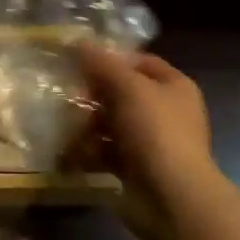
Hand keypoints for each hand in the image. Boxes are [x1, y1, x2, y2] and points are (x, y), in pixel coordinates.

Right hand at [77, 45, 230, 239]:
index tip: (81, 61)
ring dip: (88, 124)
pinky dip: (89, 151)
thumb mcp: (128, 87)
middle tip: (67, 94)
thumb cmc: (156, 132)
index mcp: (174, 87)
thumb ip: (102, 64)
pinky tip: (70, 151)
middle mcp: (166, 112)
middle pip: (123, 93)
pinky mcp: (137, 168)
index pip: (141, 62)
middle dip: (95, 94)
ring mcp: (152, 142)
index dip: (113, 59)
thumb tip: (79, 41)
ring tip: (64, 124)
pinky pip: (107, 152)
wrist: (172, 198)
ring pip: (112, 124)